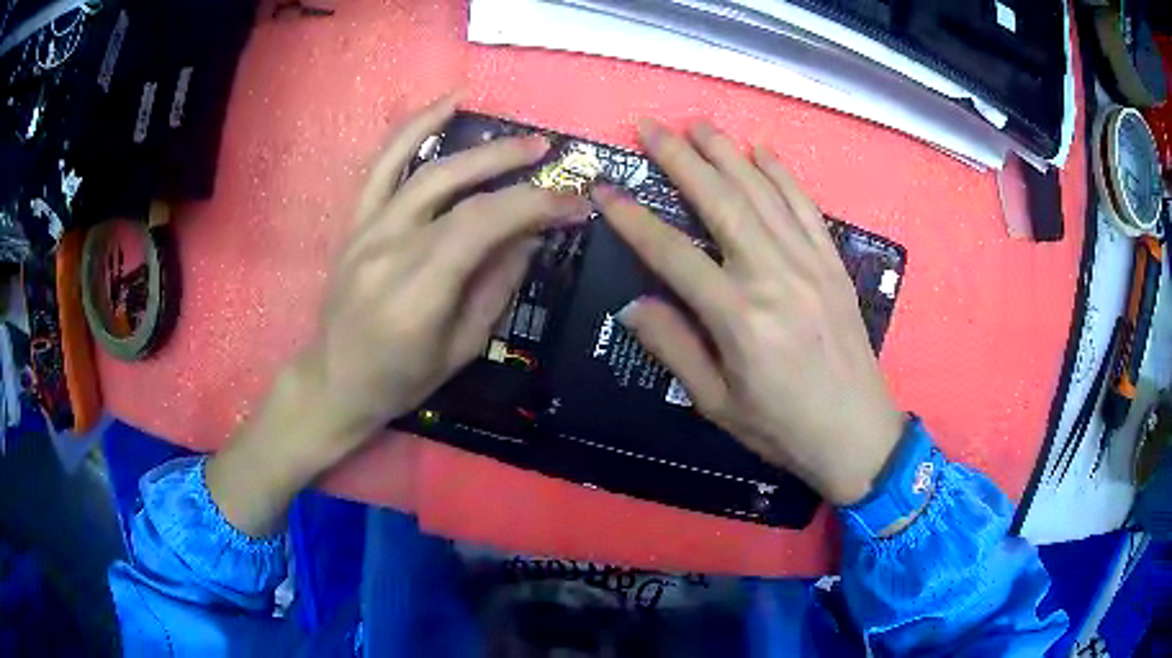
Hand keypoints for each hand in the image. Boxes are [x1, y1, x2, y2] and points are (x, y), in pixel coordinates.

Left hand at [206, 93, 591, 534]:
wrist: (335, 380)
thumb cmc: (401, 379)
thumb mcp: (462, 349)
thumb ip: (497, 286)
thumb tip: (530, 236)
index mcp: (418, 293)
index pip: (482, 226)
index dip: (532, 205)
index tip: (573, 202)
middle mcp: (389, 250)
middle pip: (455, 188)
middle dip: (509, 164)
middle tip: (551, 155)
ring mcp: (367, 230)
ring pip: (423, 168)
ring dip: (475, 145)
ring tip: (517, 135)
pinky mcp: (355, 222)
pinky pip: (382, 165)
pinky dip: (413, 128)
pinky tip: (445, 104)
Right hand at [594, 119, 903, 505]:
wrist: (857, 433)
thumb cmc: (782, 427)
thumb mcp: (717, 403)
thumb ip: (675, 348)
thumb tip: (633, 304)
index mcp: (739, 318)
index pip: (674, 253)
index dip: (634, 219)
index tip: (605, 189)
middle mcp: (774, 277)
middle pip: (721, 202)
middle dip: (681, 158)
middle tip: (650, 125)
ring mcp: (810, 264)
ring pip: (763, 193)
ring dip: (727, 153)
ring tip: (698, 124)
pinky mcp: (833, 263)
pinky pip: (806, 207)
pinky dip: (782, 174)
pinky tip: (761, 151)